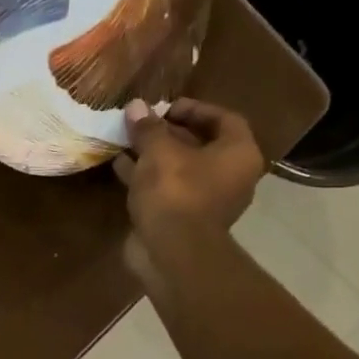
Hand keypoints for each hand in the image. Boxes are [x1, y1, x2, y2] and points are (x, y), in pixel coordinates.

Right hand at [115, 98, 264, 283]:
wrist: (172, 251)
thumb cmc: (176, 192)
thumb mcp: (159, 151)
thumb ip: (148, 128)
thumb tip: (136, 106)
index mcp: (238, 154)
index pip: (224, 119)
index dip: (195, 109)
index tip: (165, 107)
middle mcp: (230, 176)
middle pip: (201, 144)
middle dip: (169, 132)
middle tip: (142, 123)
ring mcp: (208, 200)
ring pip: (180, 168)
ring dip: (154, 154)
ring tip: (126, 140)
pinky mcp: (184, 218)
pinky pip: (167, 188)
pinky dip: (147, 176)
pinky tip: (120, 165)